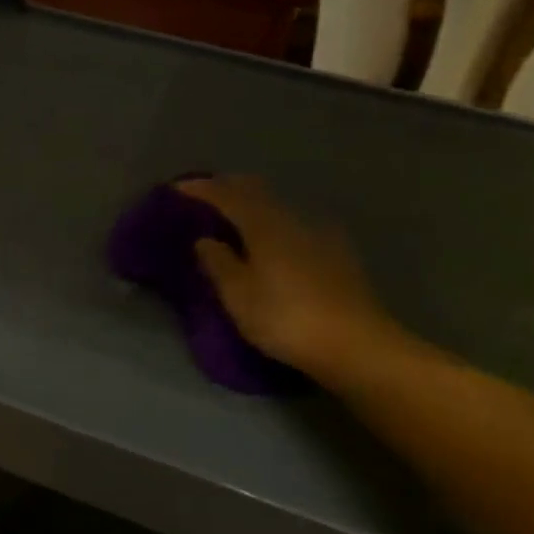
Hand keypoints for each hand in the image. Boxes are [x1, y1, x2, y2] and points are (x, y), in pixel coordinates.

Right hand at [179, 175, 402, 377]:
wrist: (357, 344)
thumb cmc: (287, 319)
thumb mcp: (239, 297)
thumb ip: (218, 263)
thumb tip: (205, 239)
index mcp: (264, 225)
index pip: (227, 195)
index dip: (200, 189)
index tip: (176, 188)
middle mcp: (292, 219)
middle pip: (256, 191)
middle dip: (227, 188)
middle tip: (203, 195)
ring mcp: (319, 233)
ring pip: (277, 206)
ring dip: (251, 205)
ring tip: (233, 218)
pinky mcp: (336, 253)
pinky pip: (293, 224)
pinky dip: (272, 223)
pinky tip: (271, 241)